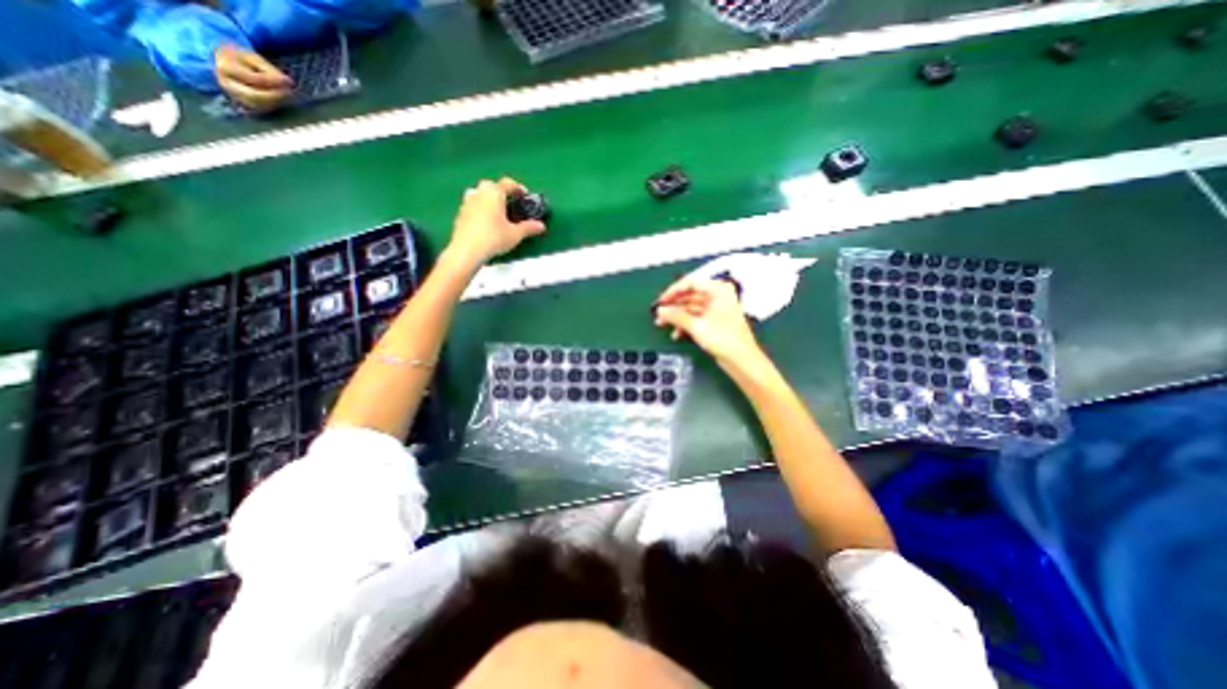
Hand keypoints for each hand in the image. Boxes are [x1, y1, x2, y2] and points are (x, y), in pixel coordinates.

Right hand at [213, 42, 290, 110]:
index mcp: (226, 67)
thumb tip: (288, 82)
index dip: (273, 82)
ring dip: (276, 102)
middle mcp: (226, 83)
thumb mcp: (253, 58)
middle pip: (255, 96)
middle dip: (275, 96)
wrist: (224, 63)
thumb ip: (269, 70)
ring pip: (260, 105)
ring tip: (285, 95)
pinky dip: (273, 105)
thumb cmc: (241, 59)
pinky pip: (261, 109)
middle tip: (290, 92)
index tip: (288, 82)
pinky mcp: (243, 104)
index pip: (254, 79)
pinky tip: (278, 99)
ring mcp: (234, 96)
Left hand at [447, 178, 544, 267]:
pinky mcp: (460, 213)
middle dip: (501, 192)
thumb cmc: (493, 238)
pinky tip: (486, 222)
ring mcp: (467, 202)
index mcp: (494, 193)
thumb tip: (541, 226)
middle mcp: (479, 193)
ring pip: (479, 194)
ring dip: (489, 199)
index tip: (525, 196)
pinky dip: (480, 209)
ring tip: (498, 212)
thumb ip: (528, 228)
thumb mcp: (515, 234)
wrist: (467, 250)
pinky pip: (473, 205)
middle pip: (491, 185)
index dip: (518, 188)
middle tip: (510, 203)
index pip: (508, 183)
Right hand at [658, 276, 762, 368]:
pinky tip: (676, 333)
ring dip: (677, 316)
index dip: (673, 291)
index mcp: (719, 289)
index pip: (691, 282)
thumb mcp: (696, 326)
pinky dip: (685, 323)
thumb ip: (676, 316)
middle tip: (659, 313)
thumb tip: (661, 310)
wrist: (741, 360)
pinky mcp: (714, 320)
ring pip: (690, 307)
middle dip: (673, 306)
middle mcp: (718, 296)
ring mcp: (716, 308)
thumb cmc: (726, 340)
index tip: (661, 301)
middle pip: (689, 295)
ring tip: (663, 324)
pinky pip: (695, 317)